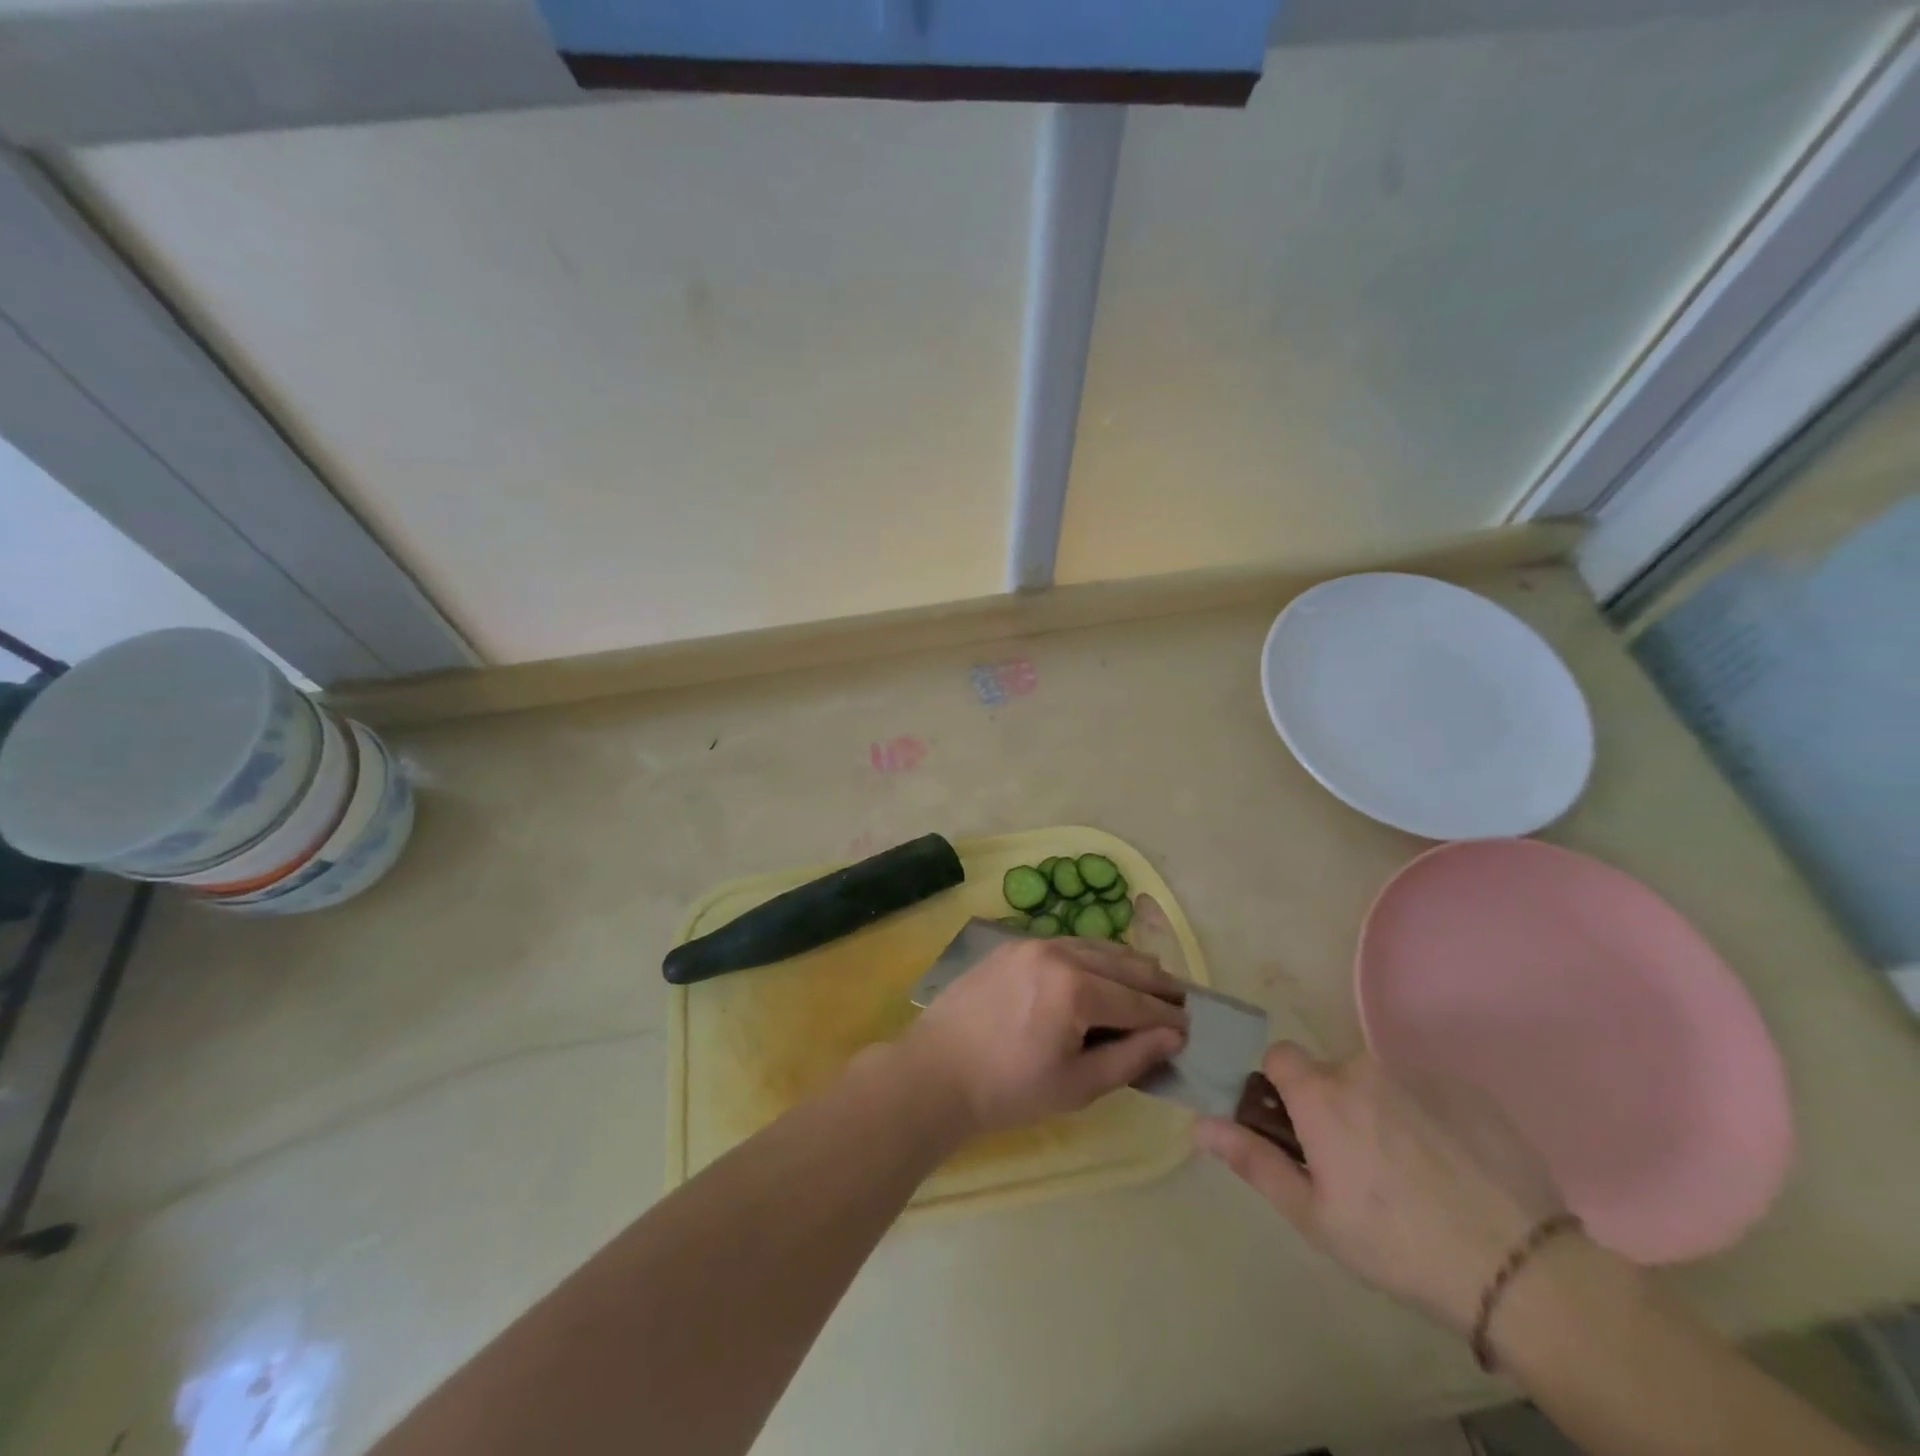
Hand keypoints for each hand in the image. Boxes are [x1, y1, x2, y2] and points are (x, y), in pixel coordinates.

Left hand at [898, 937, 1188, 1137]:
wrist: (936, 1072)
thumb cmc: (1009, 1090)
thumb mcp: (1078, 1085)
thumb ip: (1130, 1057)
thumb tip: (1172, 1036)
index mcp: (1076, 989)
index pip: (1137, 1002)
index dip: (1168, 1017)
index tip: (1191, 1026)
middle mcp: (1058, 953)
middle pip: (1121, 964)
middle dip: (1154, 983)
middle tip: (1181, 997)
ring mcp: (1031, 944)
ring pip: (1094, 946)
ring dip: (1125, 963)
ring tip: (1151, 977)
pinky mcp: (1011, 945)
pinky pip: (1065, 944)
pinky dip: (1092, 955)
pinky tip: (1102, 968)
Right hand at [1195, 1046, 1563, 1332]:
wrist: (1519, 1269)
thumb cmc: (1397, 1244)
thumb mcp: (1314, 1215)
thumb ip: (1253, 1160)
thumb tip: (1199, 1123)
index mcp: (1320, 1094)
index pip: (1279, 1056)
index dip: (1282, 1088)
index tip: (1299, 1131)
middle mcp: (1362, 1067)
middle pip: (1332, 1073)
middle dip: (1335, 1107)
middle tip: (1359, 1168)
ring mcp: (1418, 1075)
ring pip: (1380, 1082)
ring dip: (1381, 1111)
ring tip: (1413, 1175)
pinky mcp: (1466, 1090)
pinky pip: (1426, 1092)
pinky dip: (1427, 1118)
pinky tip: (1452, 1169)